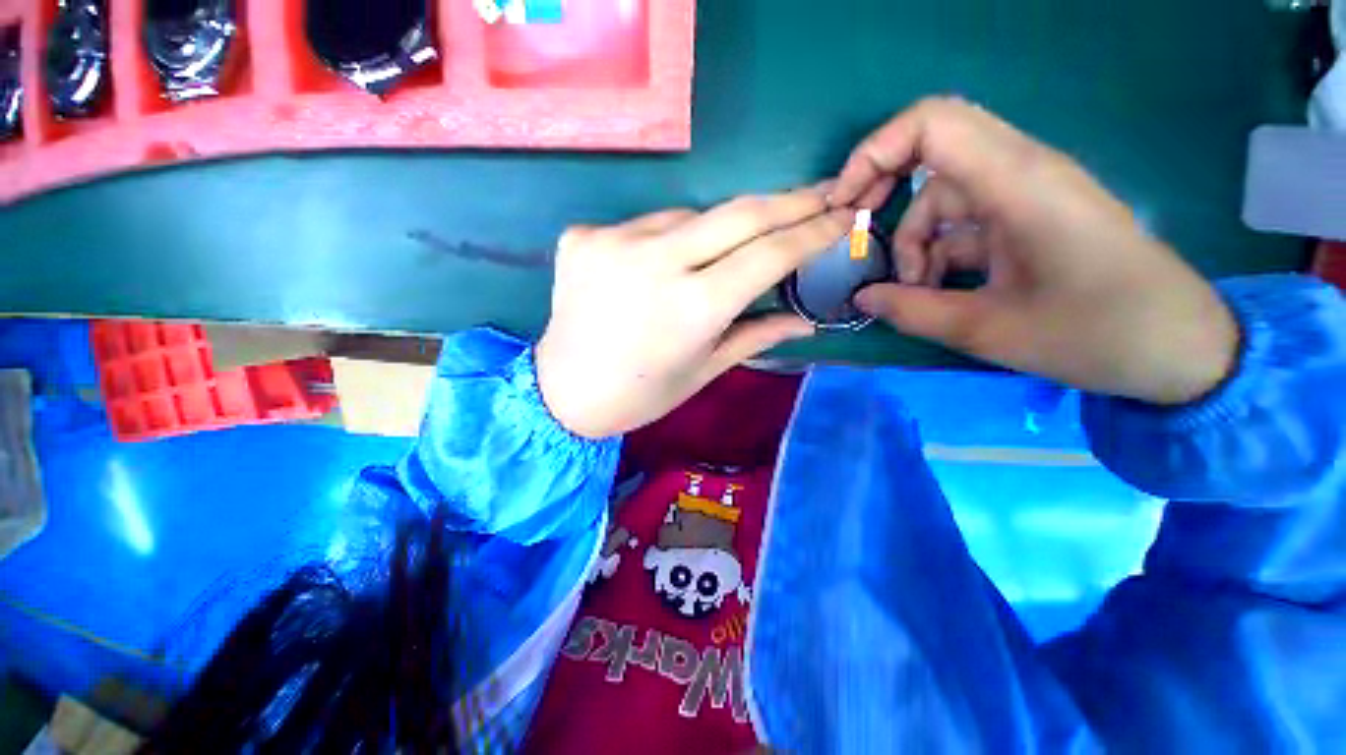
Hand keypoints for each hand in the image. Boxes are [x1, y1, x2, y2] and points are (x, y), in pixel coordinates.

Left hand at [537, 188, 852, 437]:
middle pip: (739, 213)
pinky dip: (664, 240)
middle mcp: (655, 264)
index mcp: (693, 308)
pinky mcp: (583, 236)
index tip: (842, 215)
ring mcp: (612, 242)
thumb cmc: (641, 395)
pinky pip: (644, 226)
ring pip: (688, 216)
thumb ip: (756, 335)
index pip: (769, 253)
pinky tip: (655, 269)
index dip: (811, 231)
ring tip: (715, 257)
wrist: (562, 391)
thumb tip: (805, 319)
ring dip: (715, 230)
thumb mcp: (704, 370)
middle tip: (820, 192)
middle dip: (787, 200)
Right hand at [832, 98, 1238, 404]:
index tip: (844, 204)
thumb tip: (862, 298)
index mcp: (1019, 183)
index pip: (932, 123)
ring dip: (915, 240)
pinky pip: (964, 219)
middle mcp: (1022, 171)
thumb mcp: (989, 330)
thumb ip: (912, 312)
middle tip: (860, 238)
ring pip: (941, 195)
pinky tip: (937, 290)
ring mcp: (1027, 193)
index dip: (874, 152)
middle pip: (931, 149)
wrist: (1180, 347)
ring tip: (914, 292)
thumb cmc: (1097, 334)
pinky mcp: (1030, 216)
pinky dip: (938, 251)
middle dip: (883, 190)